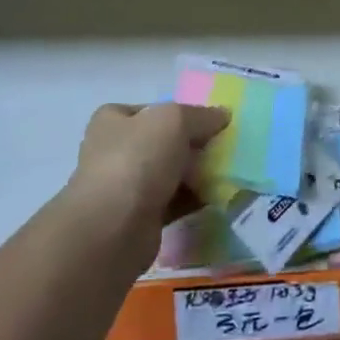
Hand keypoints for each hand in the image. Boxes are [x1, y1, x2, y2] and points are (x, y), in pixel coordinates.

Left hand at [68, 102, 229, 238]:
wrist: (112, 230)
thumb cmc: (137, 161)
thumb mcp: (174, 120)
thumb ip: (201, 115)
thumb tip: (222, 115)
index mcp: (113, 121)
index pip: (151, 109)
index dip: (181, 112)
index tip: (210, 122)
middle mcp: (115, 151)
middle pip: (164, 142)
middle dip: (194, 145)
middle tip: (224, 147)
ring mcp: (125, 186)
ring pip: (170, 173)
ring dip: (197, 173)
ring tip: (227, 172)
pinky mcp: (139, 217)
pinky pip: (174, 201)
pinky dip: (194, 199)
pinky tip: (217, 196)